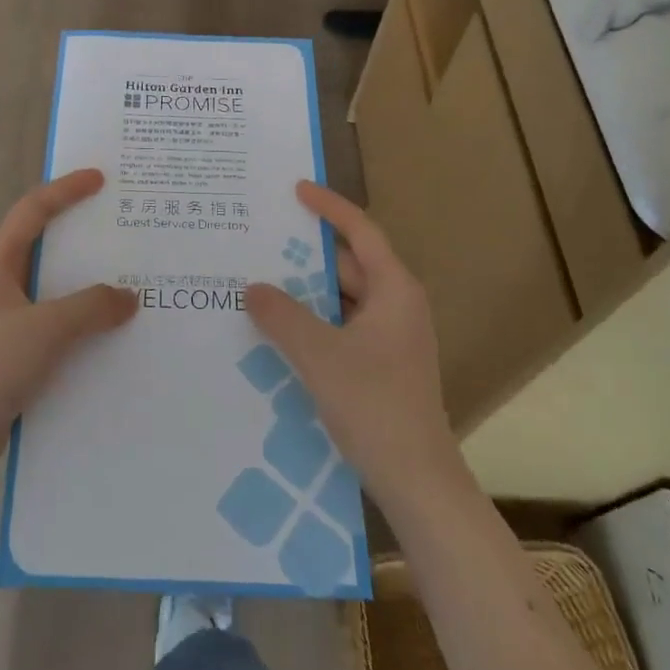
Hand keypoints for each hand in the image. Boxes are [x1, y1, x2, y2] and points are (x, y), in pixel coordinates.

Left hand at [0, 170, 137, 465]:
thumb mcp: (45, 330)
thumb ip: (90, 308)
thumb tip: (128, 297)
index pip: (31, 212)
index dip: (64, 190)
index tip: (99, 178)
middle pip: (41, 247)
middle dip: (78, 236)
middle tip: (118, 230)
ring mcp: (0, 323)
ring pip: (48, 290)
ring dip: (82, 284)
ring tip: (122, 283)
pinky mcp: (7, 355)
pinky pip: (50, 325)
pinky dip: (77, 321)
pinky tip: (103, 336)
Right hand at [245, 181, 456, 500]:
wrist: (416, 481)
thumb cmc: (374, 405)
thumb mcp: (319, 355)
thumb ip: (282, 316)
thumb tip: (253, 287)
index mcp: (394, 290)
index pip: (361, 232)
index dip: (329, 207)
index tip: (296, 189)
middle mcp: (396, 306)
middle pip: (349, 265)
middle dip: (307, 254)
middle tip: (261, 239)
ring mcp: (391, 338)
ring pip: (342, 299)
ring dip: (306, 291)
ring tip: (260, 280)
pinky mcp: (380, 365)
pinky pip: (341, 327)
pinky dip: (313, 321)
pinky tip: (278, 329)